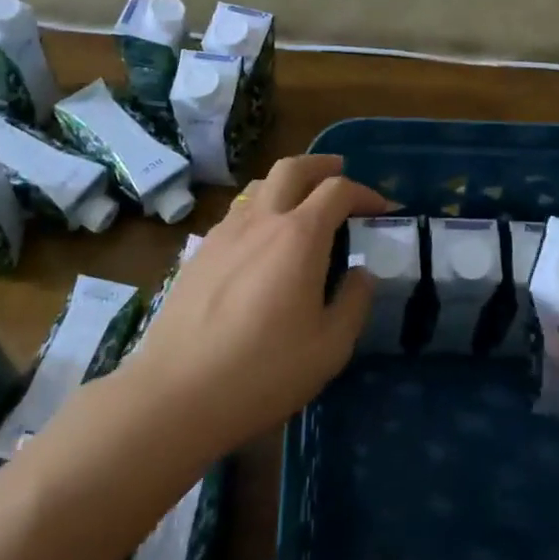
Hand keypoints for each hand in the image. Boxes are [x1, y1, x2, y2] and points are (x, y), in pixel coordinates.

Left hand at [121, 155, 388, 455]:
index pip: (338, 191)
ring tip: (300, 201)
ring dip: (286, 182)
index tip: (382, 209)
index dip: (365, 193)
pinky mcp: (198, 253)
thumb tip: (361, 273)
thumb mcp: (330, 347)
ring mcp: (224, 234)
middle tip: (339, 172)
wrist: (176, 394)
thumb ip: (354, 302)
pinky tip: (260, 239)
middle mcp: (261, 221)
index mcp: (299, 236)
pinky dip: (258, 209)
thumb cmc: (263, 372)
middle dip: (321, 165)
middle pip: (292, 168)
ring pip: (258, 186)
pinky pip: (235, 213)